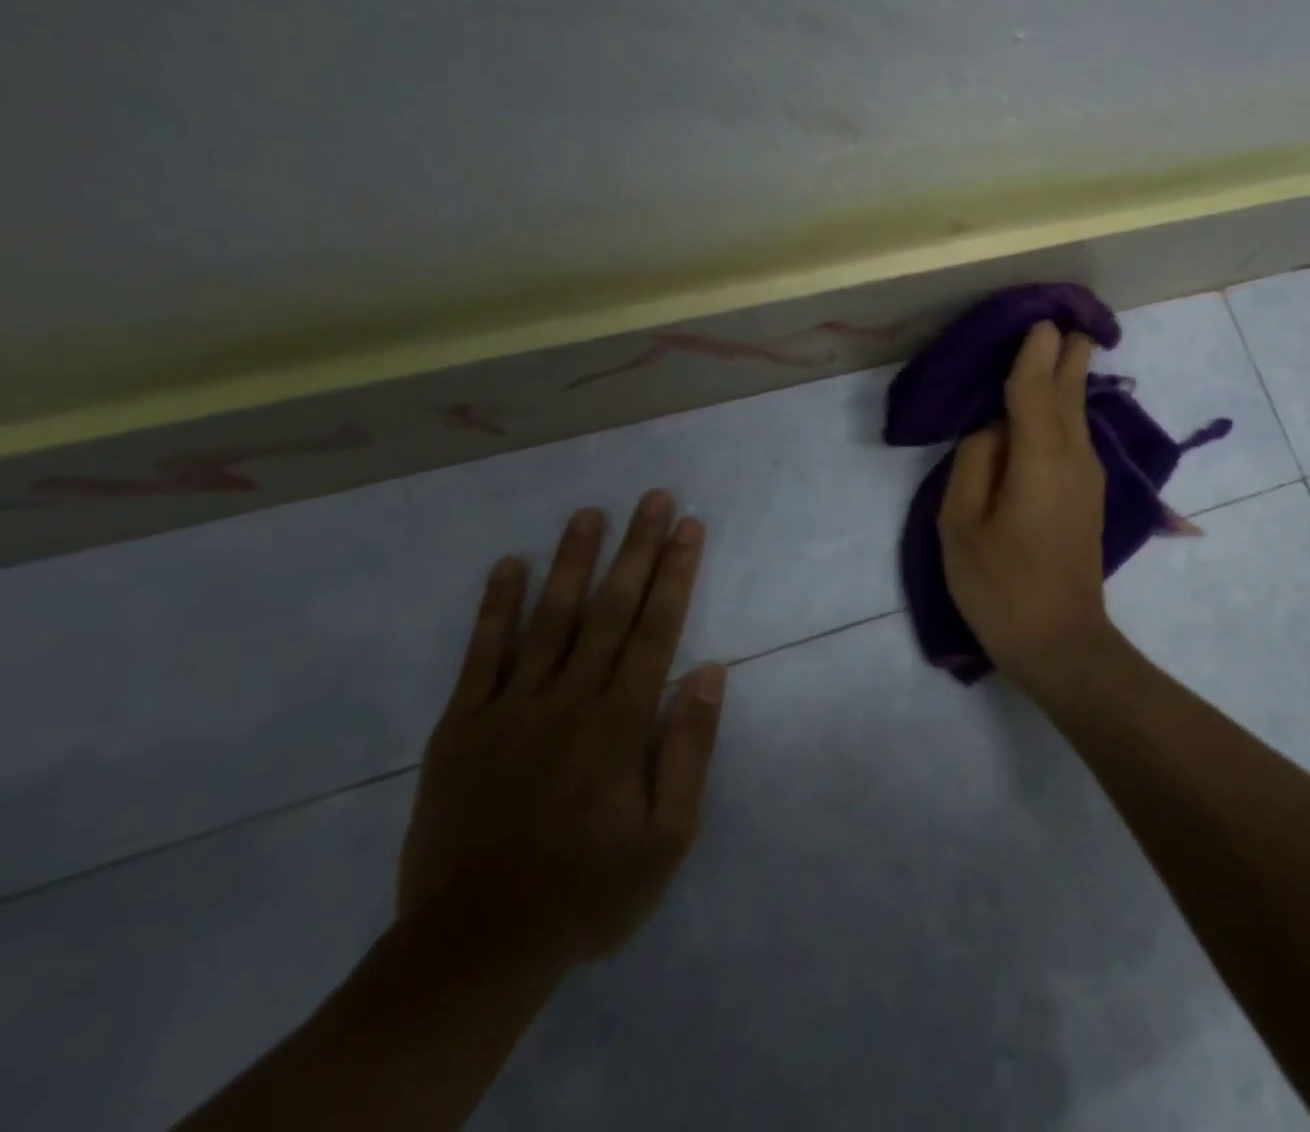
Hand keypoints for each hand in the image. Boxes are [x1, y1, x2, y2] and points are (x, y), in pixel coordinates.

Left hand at [397, 491, 726, 970]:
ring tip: (590, 513)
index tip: (689, 527)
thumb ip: (688, 749)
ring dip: (573, 560)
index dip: (675, 573)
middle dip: (637, 548)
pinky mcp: (462, 726)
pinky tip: (508, 565)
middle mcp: (568, 699)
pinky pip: (481, 655)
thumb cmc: (586, 890)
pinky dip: (495, 607)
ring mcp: (510, 708)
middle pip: (611, 609)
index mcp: (619, 722)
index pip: (656, 629)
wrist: (473, 949)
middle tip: (653, 497)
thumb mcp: (665, 838)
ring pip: (550, 618)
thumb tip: (709, 671)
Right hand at [937, 321, 1128, 695]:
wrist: (1062, 643)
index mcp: (1039, 456)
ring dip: (1069, 376)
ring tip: (1063, 343)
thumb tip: (991, 427)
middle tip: (1065, 315)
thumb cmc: (1001, 586)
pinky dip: (1066, 407)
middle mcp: (1074, 456)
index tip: (1040, 315)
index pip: (1036, 387)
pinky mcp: (1088, 494)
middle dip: (1068, 352)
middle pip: (1070, 390)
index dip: (1036, 350)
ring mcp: (1088, 476)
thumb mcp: (961, 525)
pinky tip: (1056, 401)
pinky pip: (1076, 435)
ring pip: (1078, 412)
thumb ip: (974, 463)